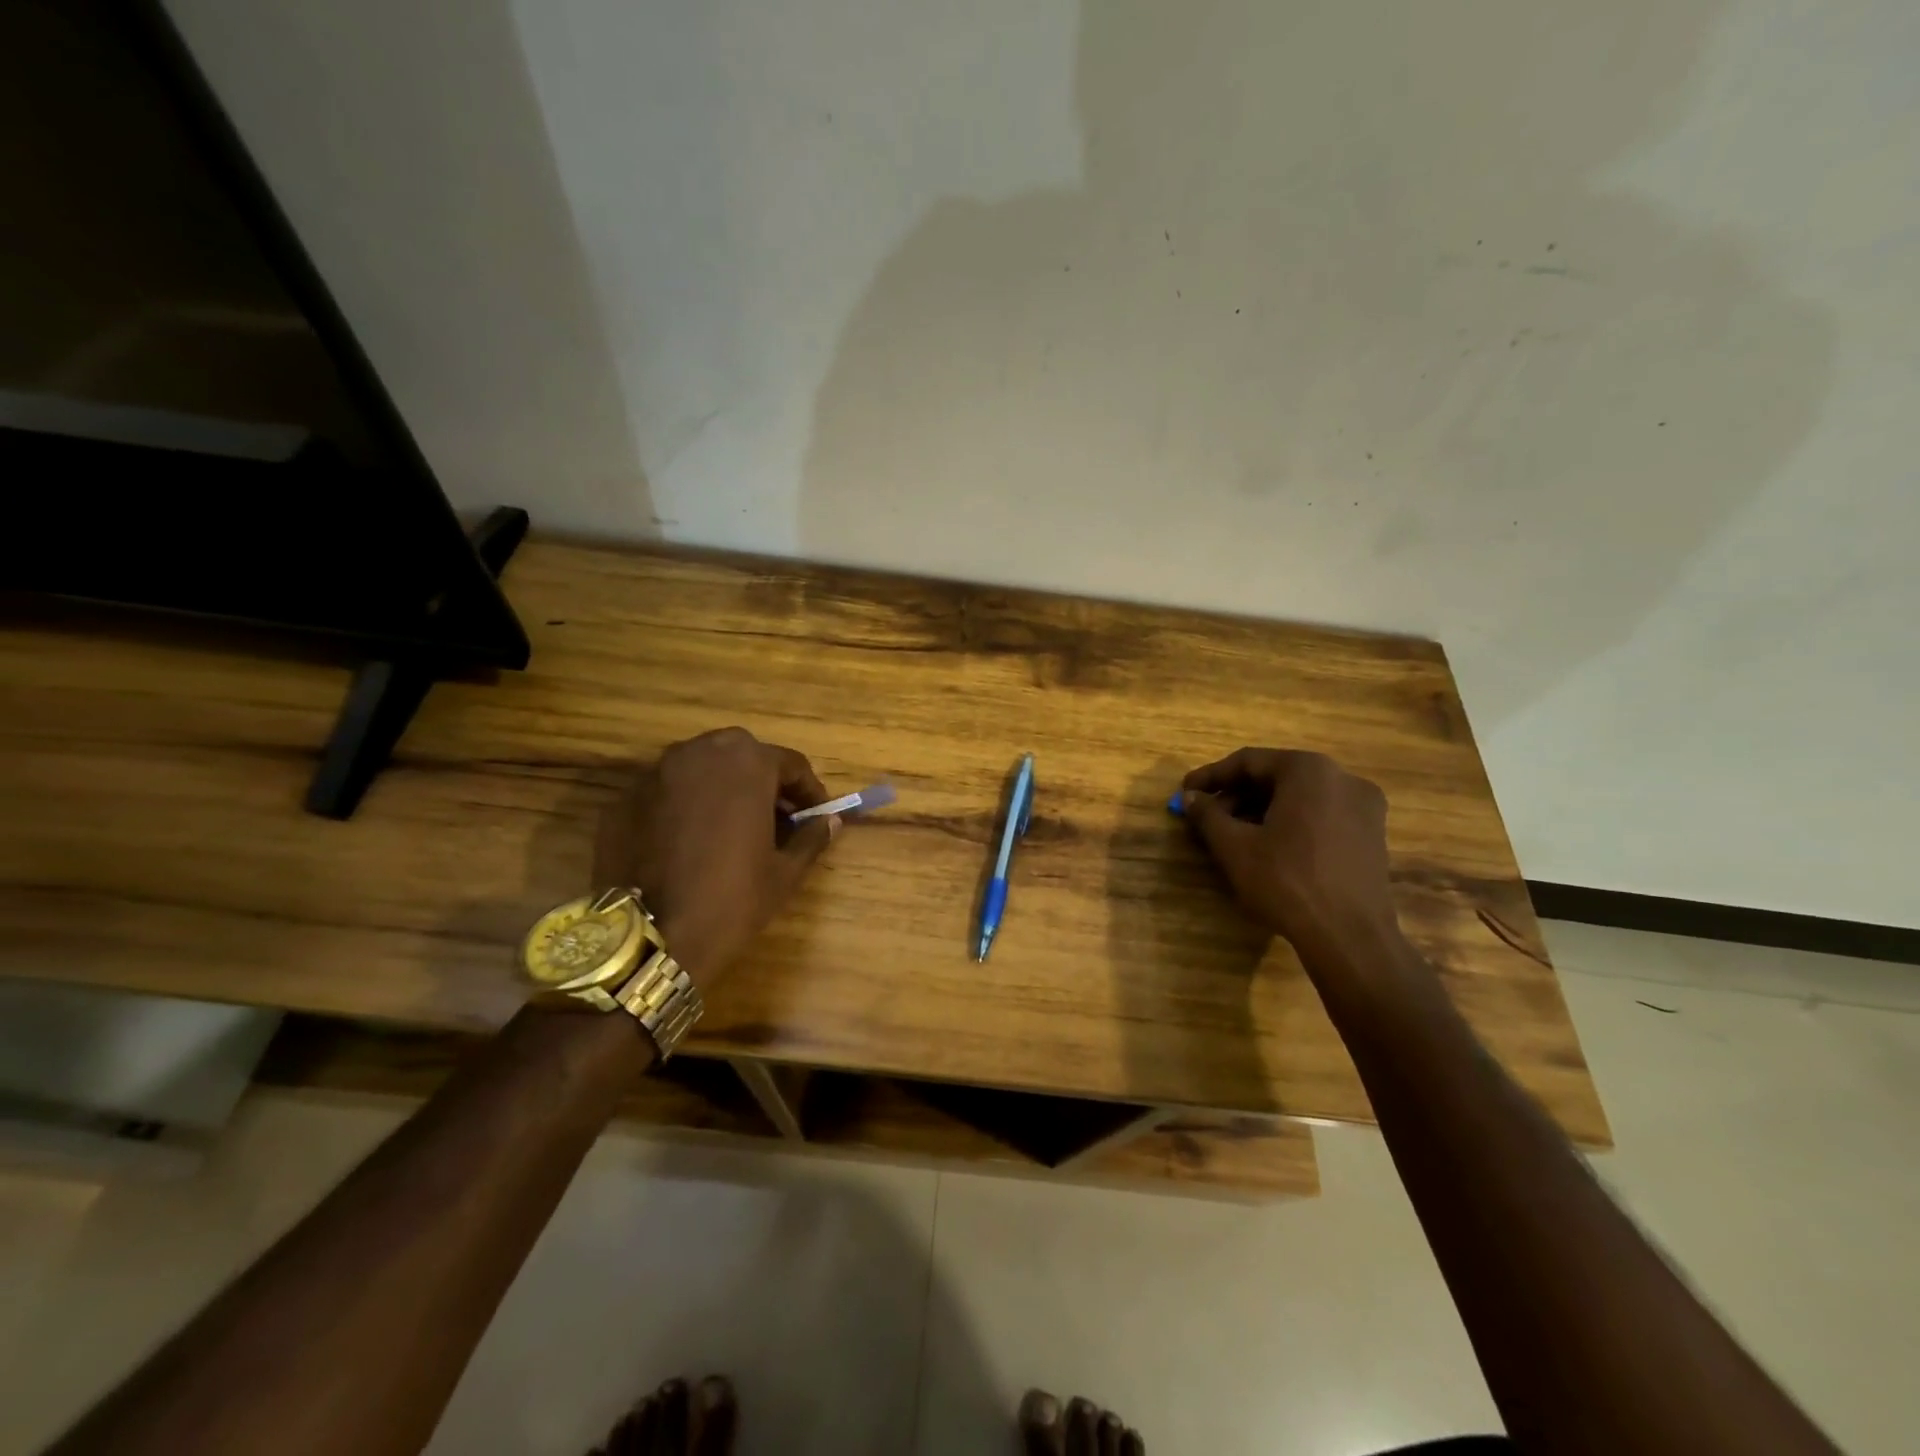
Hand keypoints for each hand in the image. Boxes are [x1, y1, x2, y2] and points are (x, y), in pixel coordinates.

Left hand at [597, 727, 838, 993]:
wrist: (649, 937)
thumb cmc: (732, 899)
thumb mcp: (784, 873)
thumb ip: (811, 837)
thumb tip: (830, 821)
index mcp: (747, 764)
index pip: (790, 763)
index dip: (808, 790)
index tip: (816, 814)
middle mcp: (701, 753)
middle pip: (743, 754)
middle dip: (764, 779)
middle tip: (776, 815)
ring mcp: (657, 772)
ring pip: (702, 766)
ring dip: (723, 785)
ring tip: (732, 824)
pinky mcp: (626, 798)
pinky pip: (668, 789)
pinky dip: (686, 802)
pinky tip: (691, 838)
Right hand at [1179, 748, 1398, 952]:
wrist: (1350, 937)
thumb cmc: (1286, 881)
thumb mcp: (1234, 847)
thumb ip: (1208, 815)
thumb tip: (1190, 798)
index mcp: (1308, 770)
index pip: (1248, 762)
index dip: (1211, 776)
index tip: (1185, 792)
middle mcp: (1342, 778)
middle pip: (1276, 777)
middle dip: (1236, 796)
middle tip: (1206, 818)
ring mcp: (1364, 807)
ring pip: (1299, 797)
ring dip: (1261, 811)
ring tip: (1232, 836)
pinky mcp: (1373, 835)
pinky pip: (1321, 816)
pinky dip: (1290, 823)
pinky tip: (1268, 848)